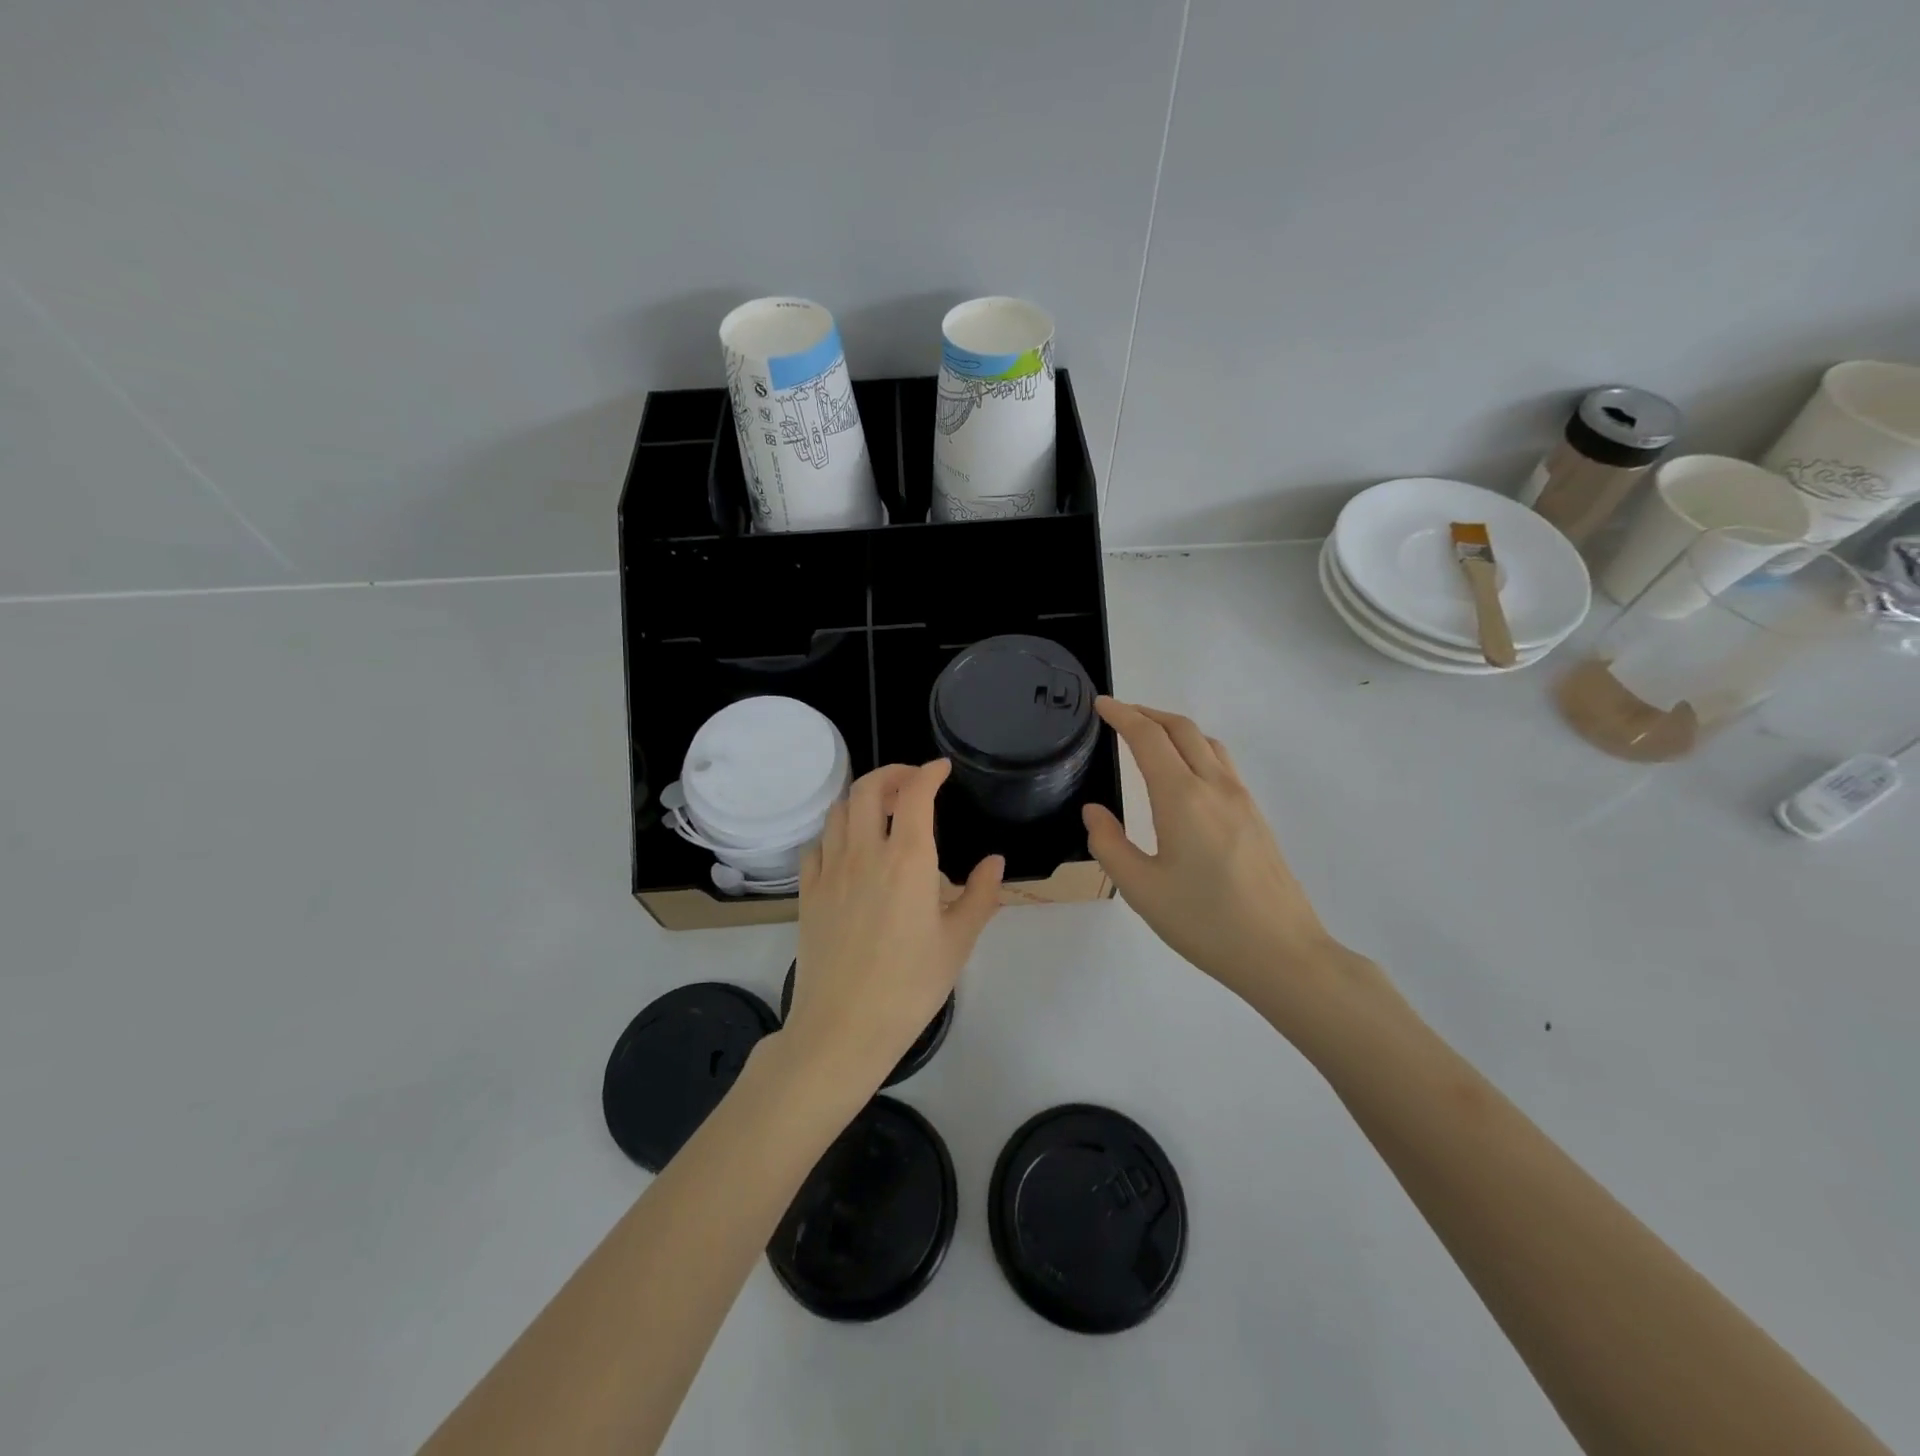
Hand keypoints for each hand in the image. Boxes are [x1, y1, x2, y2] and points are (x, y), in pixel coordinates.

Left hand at [785, 760, 1002, 1098]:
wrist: (843, 1027)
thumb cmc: (910, 985)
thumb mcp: (958, 941)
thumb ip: (981, 894)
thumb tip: (994, 861)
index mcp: (908, 860)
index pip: (916, 795)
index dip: (929, 772)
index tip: (942, 769)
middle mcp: (865, 853)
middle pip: (869, 789)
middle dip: (892, 774)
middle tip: (912, 784)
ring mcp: (830, 871)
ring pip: (839, 811)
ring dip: (862, 799)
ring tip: (882, 812)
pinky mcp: (807, 892)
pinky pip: (817, 845)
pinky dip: (836, 833)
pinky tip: (848, 850)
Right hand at [1083, 699, 1359, 1015]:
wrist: (1282, 953)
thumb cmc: (1205, 922)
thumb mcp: (1141, 889)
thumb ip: (1109, 845)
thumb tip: (1094, 811)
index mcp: (1183, 798)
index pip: (1149, 738)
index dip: (1122, 715)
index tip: (1100, 704)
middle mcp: (1215, 787)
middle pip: (1182, 729)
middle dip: (1148, 713)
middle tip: (1119, 714)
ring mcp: (1242, 800)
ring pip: (1207, 742)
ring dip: (1175, 729)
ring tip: (1150, 737)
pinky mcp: (1256, 816)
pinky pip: (1222, 763)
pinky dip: (1196, 748)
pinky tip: (1185, 774)